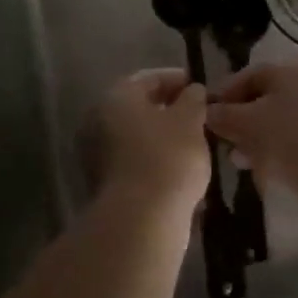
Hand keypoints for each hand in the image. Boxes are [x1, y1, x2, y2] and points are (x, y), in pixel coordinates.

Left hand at [84, 69, 209, 216]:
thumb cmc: (168, 158)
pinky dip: (155, 160)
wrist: (141, 220)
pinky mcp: (104, 182)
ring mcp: (96, 153)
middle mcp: (98, 119)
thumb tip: (192, 91)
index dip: (177, 80)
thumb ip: (193, 100)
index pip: (149, 78)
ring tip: (195, 145)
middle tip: (200, 117)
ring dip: (164, 137)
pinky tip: (180, 170)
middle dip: (170, 110)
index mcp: (116, 97)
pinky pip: (134, 161)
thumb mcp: (190, 121)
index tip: (201, 89)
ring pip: (137, 136)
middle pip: (139, 107)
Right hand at [206, 62, 297, 223]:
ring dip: (261, 140)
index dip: (226, 94)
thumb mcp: (248, 123)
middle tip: (224, 143)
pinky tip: (269, 172)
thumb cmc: (292, 137)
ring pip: (287, 123)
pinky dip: (284, 153)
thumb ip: (224, 115)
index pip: (253, 75)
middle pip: (271, 100)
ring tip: (242, 162)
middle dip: (243, 122)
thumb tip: (208, 112)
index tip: (207, 115)